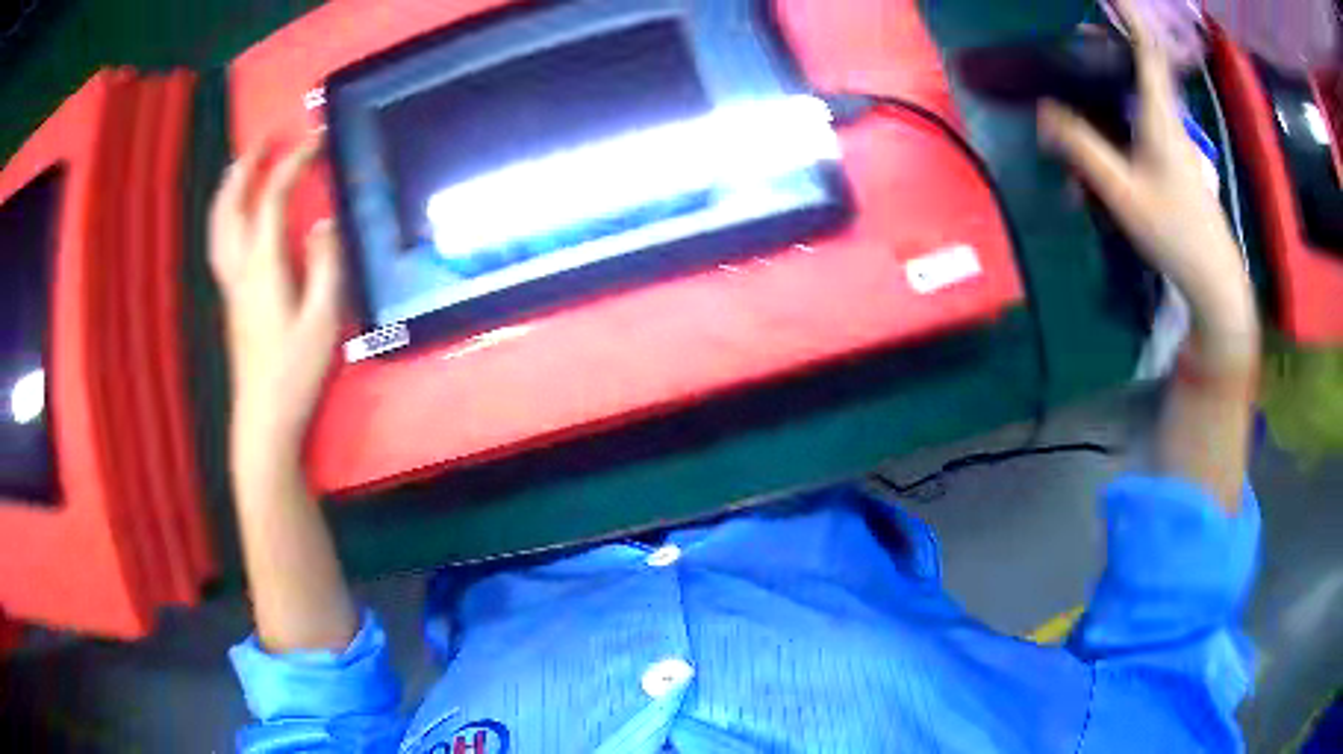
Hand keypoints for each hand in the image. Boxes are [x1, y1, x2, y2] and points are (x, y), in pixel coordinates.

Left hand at [208, 135, 344, 467]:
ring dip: (229, 189)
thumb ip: (326, 265)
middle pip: (231, 205)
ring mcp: (230, 285)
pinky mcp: (230, 299)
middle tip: (265, 140)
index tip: (316, 141)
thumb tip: (324, 222)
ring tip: (242, 167)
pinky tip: (235, 216)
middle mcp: (239, 267)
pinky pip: (219, 242)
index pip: (272, 198)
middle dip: (246, 166)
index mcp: (263, 266)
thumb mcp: (323, 319)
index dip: (293, 164)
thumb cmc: (294, 372)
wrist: (263, 418)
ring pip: (218, 225)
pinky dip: (224, 215)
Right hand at [1038, 0, 1258, 368]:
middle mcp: (1169, 118)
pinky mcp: (1174, 159)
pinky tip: (1103, 137)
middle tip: (1077, 38)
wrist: (1214, 278)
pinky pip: (1144, 119)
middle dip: (1111, 43)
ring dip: (1114, 80)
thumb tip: (1045, 111)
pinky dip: (1121, 112)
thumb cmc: (1175, 233)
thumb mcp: (1123, 193)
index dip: (1130, 14)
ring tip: (1082, 83)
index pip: (1147, 48)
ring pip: (1142, 93)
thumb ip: (1083, 149)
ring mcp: (1174, 139)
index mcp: (1160, 115)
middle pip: (1142, 64)